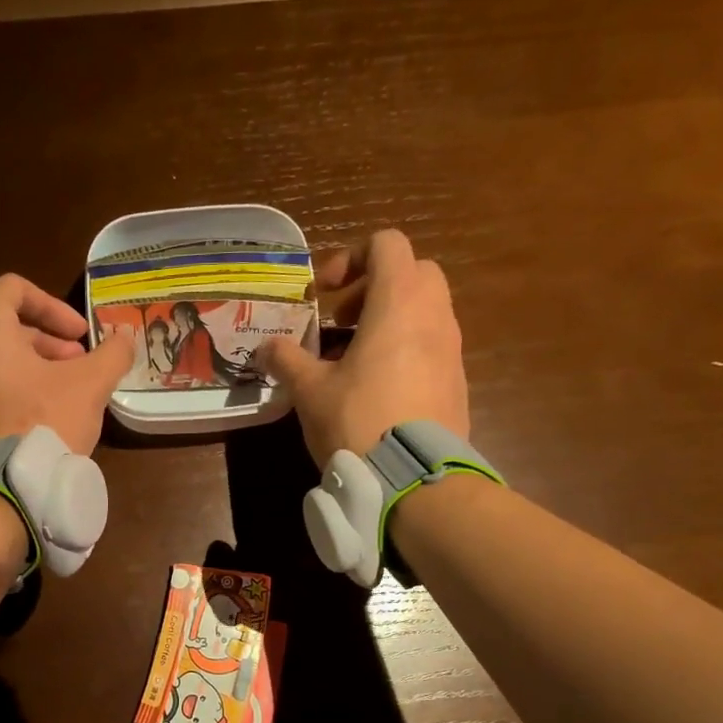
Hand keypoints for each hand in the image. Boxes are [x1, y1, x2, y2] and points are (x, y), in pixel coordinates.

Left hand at [0, 274, 133, 454]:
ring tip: (66, 392)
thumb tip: (125, 336)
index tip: (82, 335)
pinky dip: (14, 386)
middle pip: (7, 324)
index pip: (16, 289)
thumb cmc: (41, 421)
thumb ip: (112, 354)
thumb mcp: (88, 385)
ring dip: (36, 365)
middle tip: (80, 365)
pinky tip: (42, 414)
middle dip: (50, 342)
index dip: (55, 306)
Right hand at [259, 229, 470, 468]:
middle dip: (374, 287)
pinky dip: (406, 348)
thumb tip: (265, 348)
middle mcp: (434, 315)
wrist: (413, 479)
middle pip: (413, 272)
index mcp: (398, 303)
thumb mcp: (309, 390)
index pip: (387, 244)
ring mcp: (453, 348)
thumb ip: (286, 360)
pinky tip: (378, 388)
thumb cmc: (357, 419)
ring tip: (354, 358)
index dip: (350, 257)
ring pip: (426, 310)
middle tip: (341, 321)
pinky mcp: (458, 381)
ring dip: (389, 320)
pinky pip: (433, 345)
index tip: (323, 293)